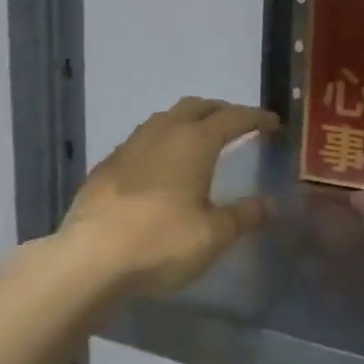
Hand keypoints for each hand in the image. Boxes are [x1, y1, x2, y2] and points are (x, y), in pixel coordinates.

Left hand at [64, 97, 279, 296]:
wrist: (91, 256)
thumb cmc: (161, 242)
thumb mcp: (213, 235)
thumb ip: (244, 216)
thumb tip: (269, 204)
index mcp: (193, 142)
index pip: (232, 118)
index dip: (255, 117)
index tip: (272, 123)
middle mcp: (161, 133)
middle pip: (195, 107)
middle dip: (220, 110)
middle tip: (237, 124)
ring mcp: (129, 146)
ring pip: (164, 119)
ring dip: (186, 122)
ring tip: (199, 140)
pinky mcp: (107, 166)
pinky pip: (142, 141)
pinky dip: (161, 142)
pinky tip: (160, 166)